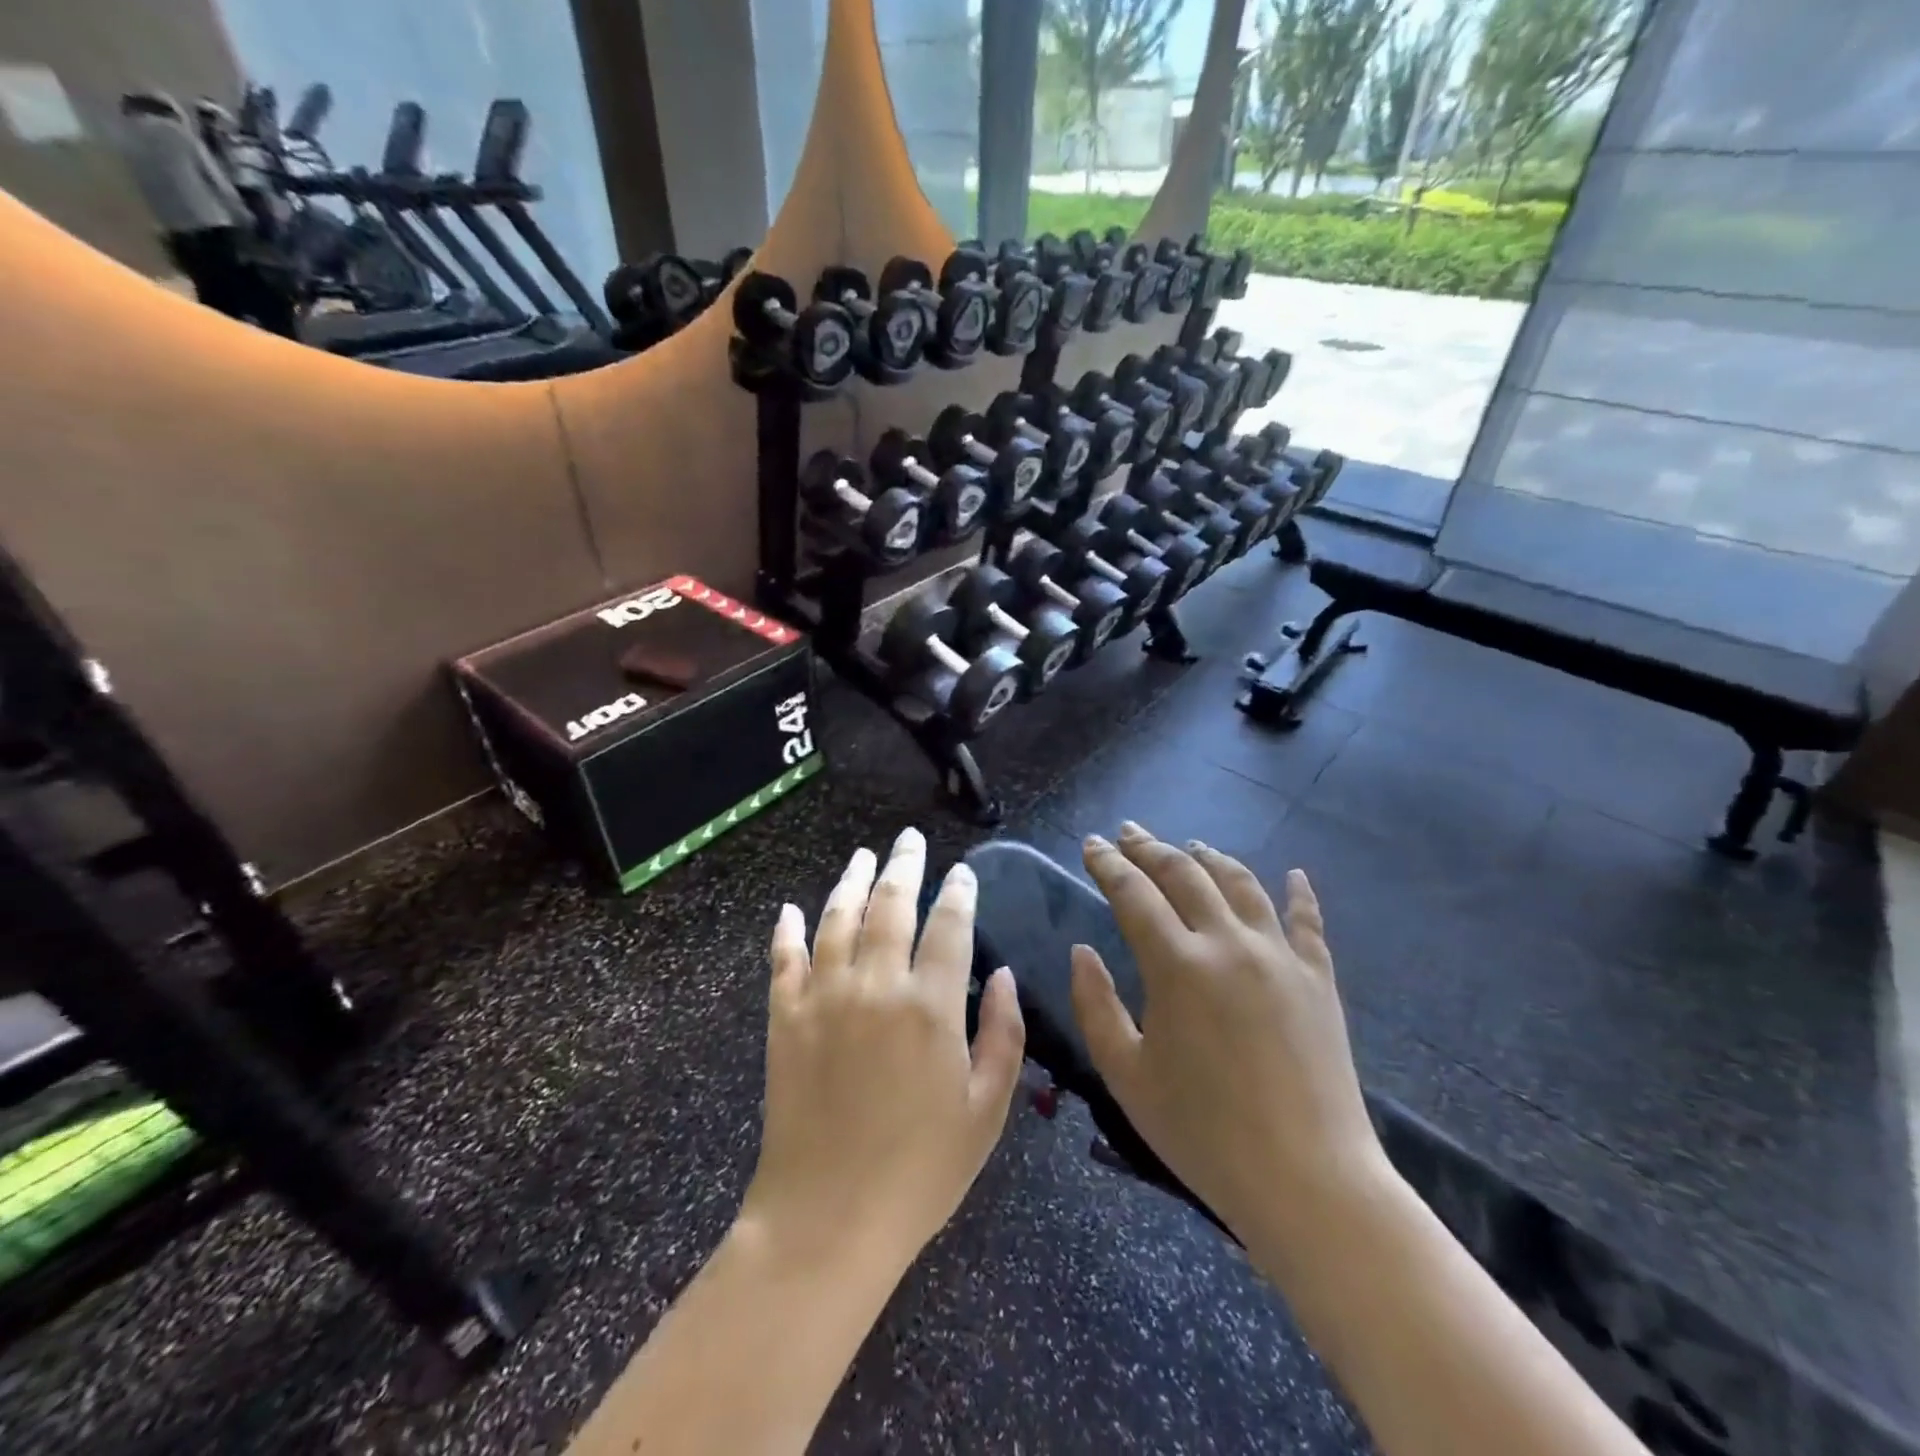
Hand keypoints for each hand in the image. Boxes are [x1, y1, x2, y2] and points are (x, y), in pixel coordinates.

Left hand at [741, 829, 1025, 1273]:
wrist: (826, 1220)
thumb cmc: (920, 1172)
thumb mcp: (986, 1112)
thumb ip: (1004, 1036)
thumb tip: (1006, 976)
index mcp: (931, 1006)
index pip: (950, 926)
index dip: (959, 893)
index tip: (963, 872)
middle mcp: (876, 986)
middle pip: (892, 906)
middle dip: (904, 866)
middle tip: (909, 839)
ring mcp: (824, 998)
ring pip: (838, 918)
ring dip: (852, 881)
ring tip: (863, 855)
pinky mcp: (785, 1018)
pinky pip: (784, 959)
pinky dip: (787, 930)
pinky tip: (790, 908)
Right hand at [1069, 822, 1389, 1254]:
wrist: (1309, 1181)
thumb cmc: (1204, 1134)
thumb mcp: (1126, 1075)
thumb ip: (1095, 1005)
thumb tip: (1082, 951)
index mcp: (1177, 965)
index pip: (1133, 893)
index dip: (1108, 863)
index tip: (1092, 843)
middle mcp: (1228, 944)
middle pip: (1185, 874)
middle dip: (1151, 848)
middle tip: (1129, 833)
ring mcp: (1280, 957)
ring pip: (1241, 884)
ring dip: (1210, 858)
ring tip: (1191, 845)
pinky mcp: (1319, 980)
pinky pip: (1307, 922)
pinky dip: (1298, 893)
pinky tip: (1294, 875)